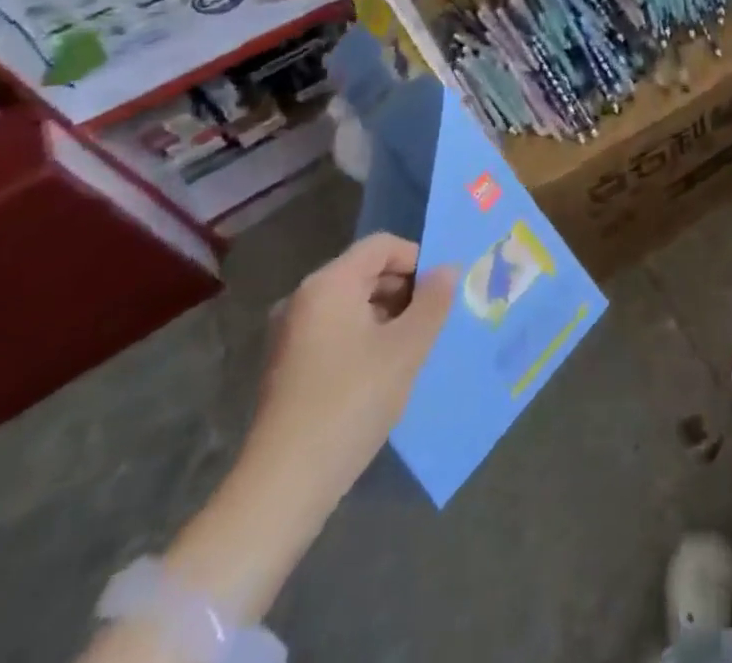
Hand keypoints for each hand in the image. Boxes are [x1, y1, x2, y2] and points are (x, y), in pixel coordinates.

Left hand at [238, 233, 456, 517]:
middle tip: (433, 323)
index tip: (440, 294)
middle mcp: (302, 299)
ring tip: (412, 350)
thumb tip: (447, 269)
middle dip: (404, 290)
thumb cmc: (351, 401)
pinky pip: (335, 331)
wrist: (284, 486)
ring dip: (387, 317)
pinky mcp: (286, 367)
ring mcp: (289, 334)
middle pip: (366, 272)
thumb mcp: (407, 347)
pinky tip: (382, 373)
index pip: (382, 246)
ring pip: (352, 304)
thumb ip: (433, 301)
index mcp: (328, 284)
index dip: (418, 260)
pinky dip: (364, 338)